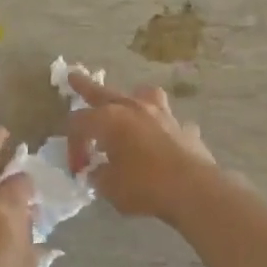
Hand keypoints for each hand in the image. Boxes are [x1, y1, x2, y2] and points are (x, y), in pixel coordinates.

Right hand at [66, 73, 215, 224]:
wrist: (193, 190)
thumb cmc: (144, 186)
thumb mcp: (109, 187)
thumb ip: (98, 175)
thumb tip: (98, 171)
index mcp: (109, 120)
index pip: (78, 124)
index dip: (73, 145)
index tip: (79, 169)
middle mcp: (134, 109)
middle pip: (103, 93)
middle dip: (85, 87)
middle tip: (73, 76)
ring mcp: (162, 115)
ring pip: (143, 94)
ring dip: (132, 97)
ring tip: (130, 102)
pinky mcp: (183, 128)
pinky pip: (169, 120)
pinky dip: (162, 126)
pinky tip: (163, 138)